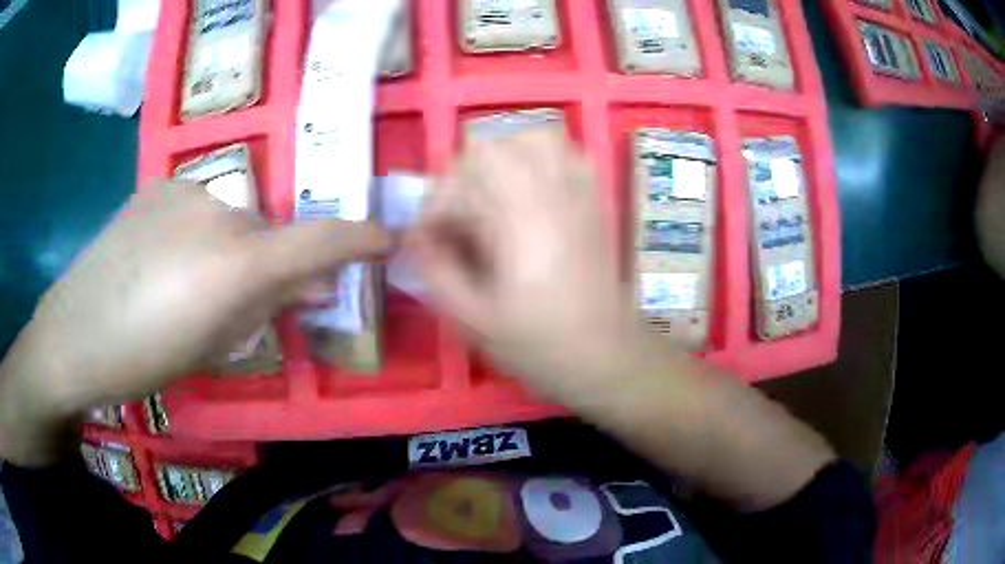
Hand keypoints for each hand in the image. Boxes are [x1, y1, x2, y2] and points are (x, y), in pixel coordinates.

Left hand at [0, 181, 388, 463]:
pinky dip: (196, 230)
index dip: (360, 238)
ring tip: (185, 281)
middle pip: (268, 232)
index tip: (387, 237)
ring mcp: (186, 188)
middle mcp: (219, 211)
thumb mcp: (214, 348)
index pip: (318, 241)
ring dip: (228, 247)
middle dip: (267, 264)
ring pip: (233, 217)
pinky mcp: (159, 183)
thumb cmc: (144, 360)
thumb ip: (267, 308)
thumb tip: (312, 286)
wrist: (74, 334)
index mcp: (234, 265)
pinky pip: (199, 205)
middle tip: (238, 300)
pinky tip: (160, 257)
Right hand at [412, 129, 647, 400]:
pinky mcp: (596, 197)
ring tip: (489, 195)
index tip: (427, 238)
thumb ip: (435, 270)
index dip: (433, 208)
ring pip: (532, 137)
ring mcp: (579, 190)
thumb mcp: (471, 320)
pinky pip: (567, 151)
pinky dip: (540, 156)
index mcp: (516, 223)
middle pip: (492, 146)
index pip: (458, 184)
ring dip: (500, 158)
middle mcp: (549, 193)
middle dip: (461, 177)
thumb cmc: (539, 345)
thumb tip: (417, 234)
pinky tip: (529, 186)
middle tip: (456, 217)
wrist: (606, 355)